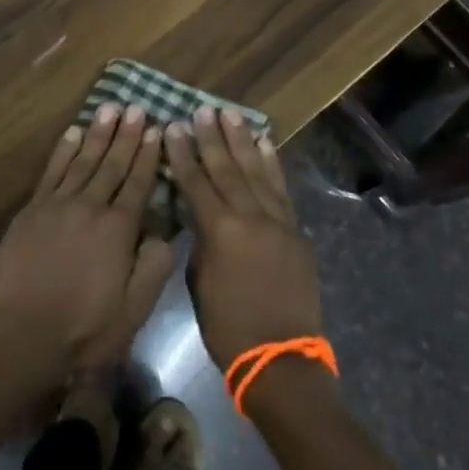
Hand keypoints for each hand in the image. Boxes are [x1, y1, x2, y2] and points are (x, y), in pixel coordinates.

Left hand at [0, 105, 176, 385]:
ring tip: (110, 108)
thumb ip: (153, 267)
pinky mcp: (32, 211)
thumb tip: (166, 231)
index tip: (157, 129)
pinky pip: (52, 171)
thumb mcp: (133, 310)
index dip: (149, 156)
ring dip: (98, 134)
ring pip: (83, 160)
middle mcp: (90, 207)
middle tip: (137, 107)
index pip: (139, 183)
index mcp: (118, 230)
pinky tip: (73, 133)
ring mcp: (57, 205)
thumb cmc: (83, 331)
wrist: (21, 335)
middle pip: (112, 164)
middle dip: (127, 135)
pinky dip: (63, 150)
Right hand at [164, 106, 322, 371]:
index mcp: (220, 231)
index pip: (196, 182)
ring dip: (242, 141)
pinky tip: (264, 144)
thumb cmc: (228, 327)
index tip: (174, 126)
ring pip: (256, 171)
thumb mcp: (199, 281)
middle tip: (203, 110)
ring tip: (231, 115)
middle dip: (212, 138)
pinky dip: (271, 164)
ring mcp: (277, 222)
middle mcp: (250, 217)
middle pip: (227, 169)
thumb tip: (199, 216)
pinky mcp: (294, 231)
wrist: (281, 359)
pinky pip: (280, 189)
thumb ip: (200, 240)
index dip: (183, 154)